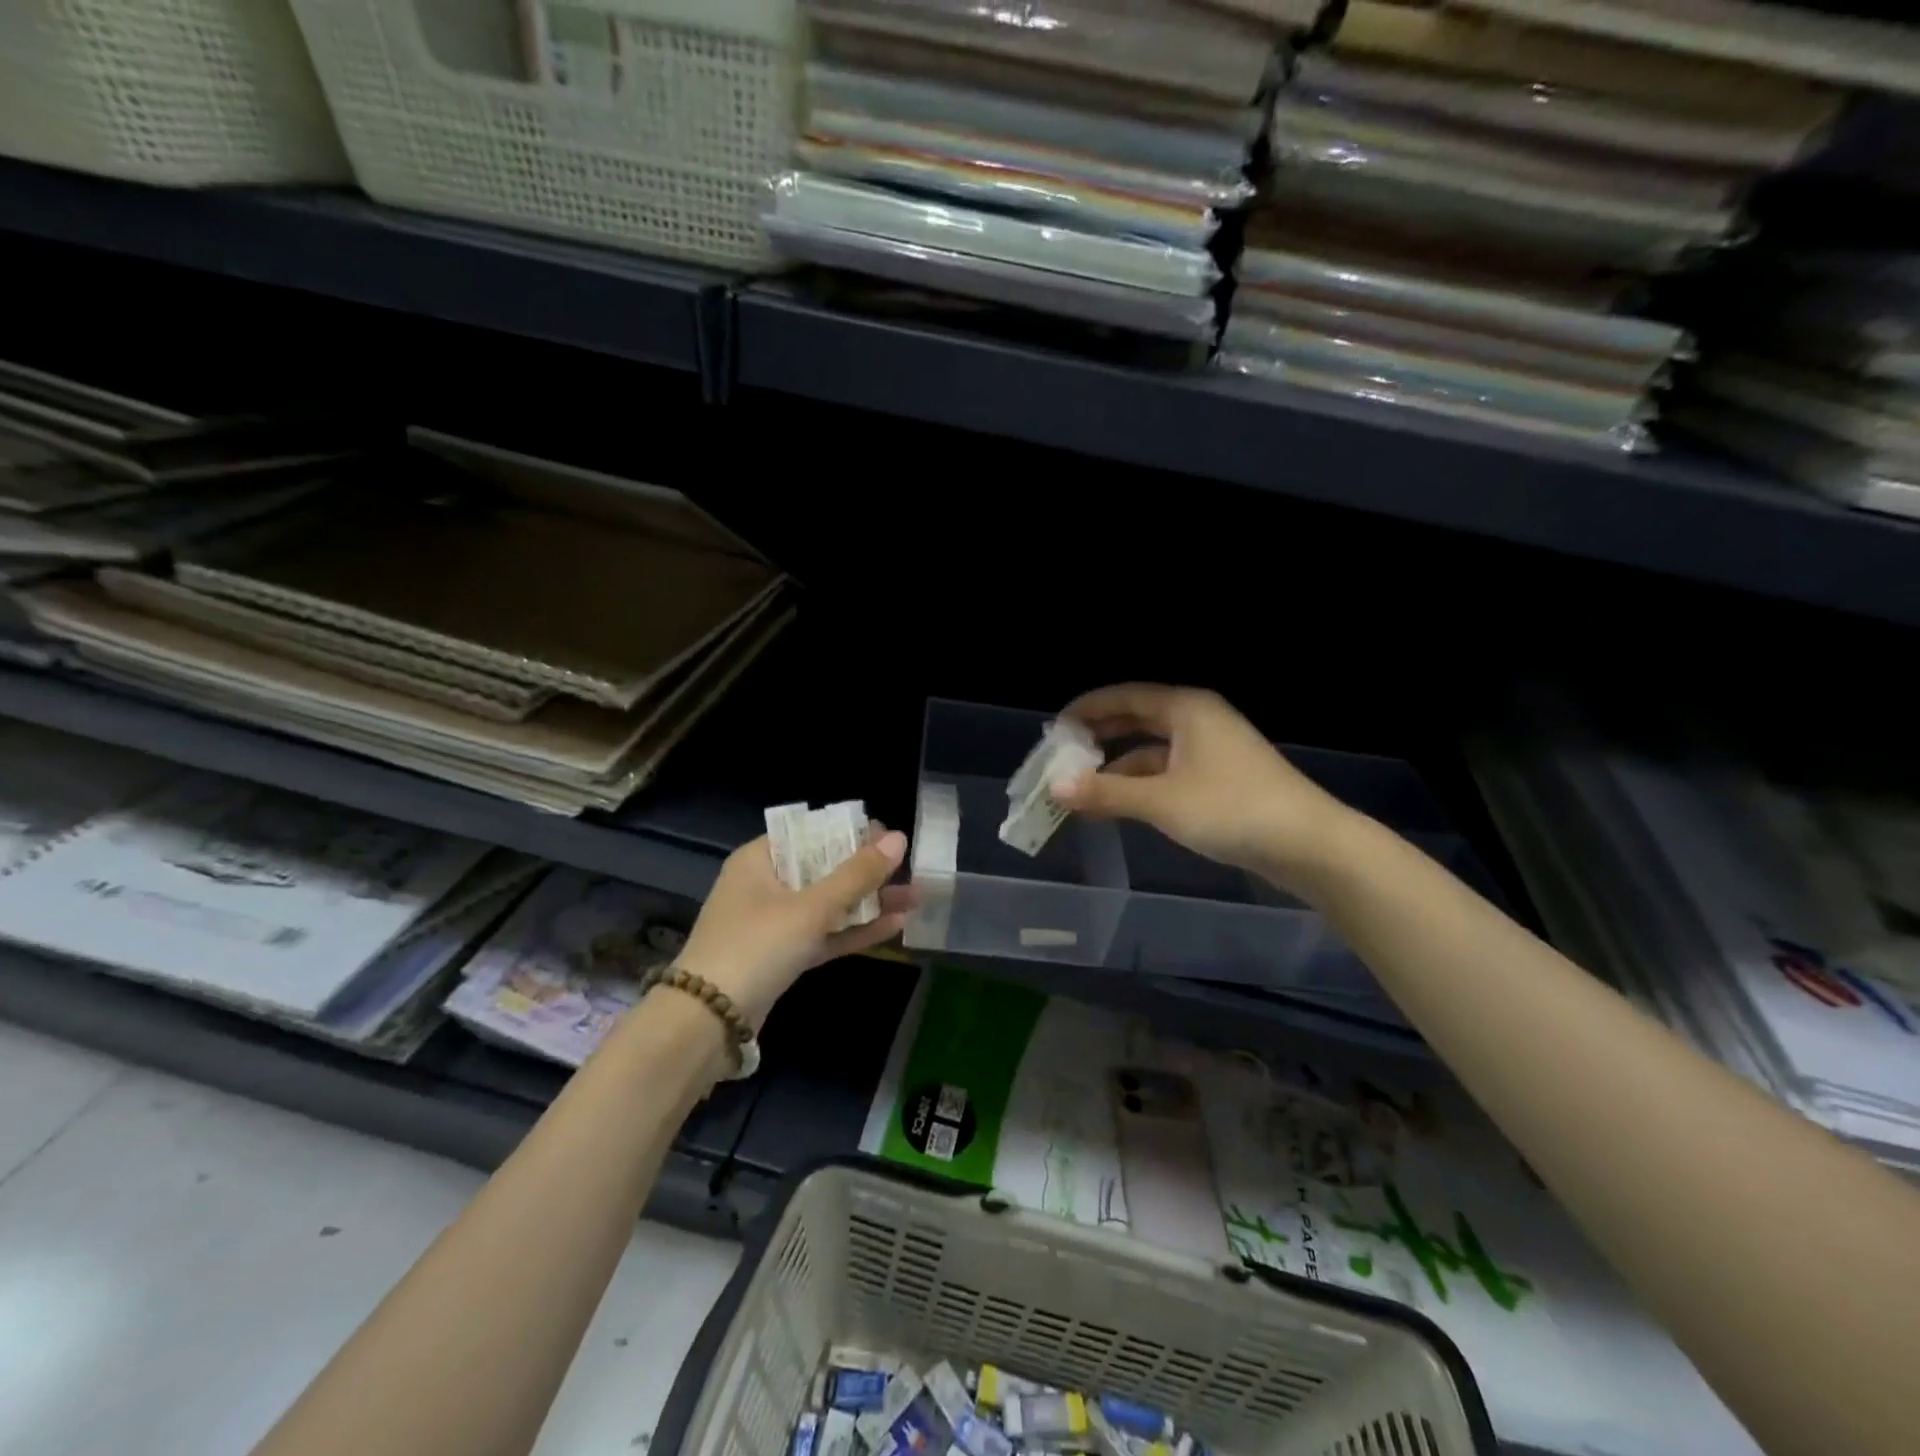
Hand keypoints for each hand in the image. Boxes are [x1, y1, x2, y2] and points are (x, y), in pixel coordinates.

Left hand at [675, 826, 915, 1026]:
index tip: (889, 838)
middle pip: (824, 869)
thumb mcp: (810, 907)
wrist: (707, 1023)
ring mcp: (773, 923)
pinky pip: (824, 934)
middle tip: (910, 869)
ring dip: (868, 903)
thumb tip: (898, 838)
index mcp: (760, 859)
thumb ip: (857, 875)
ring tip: (915, 897)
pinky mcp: (782, 956)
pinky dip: (854, 931)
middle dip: (868, 872)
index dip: (851, 833)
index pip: (811, 833)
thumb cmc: (756, 946)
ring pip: (828, 905)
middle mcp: (765, 885)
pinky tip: (895, 926)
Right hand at [1051, 684, 1355, 894]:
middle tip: (1061, 756)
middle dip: (1098, 738)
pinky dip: (1139, 786)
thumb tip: (1055, 789)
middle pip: (1136, 721)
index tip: (1053, 730)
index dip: (1086, 710)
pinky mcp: (1219, 781)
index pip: (1124, 697)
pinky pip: (1166, 773)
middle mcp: (1197, 721)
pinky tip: (1117, 806)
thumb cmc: (1232, 809)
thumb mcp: (1162, 801)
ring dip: (1116, 768)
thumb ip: (1106, 793)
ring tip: (1080, 788)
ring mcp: (1211, 751)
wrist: (1310, 845)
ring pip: (1151, 751)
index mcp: (1185, 709)